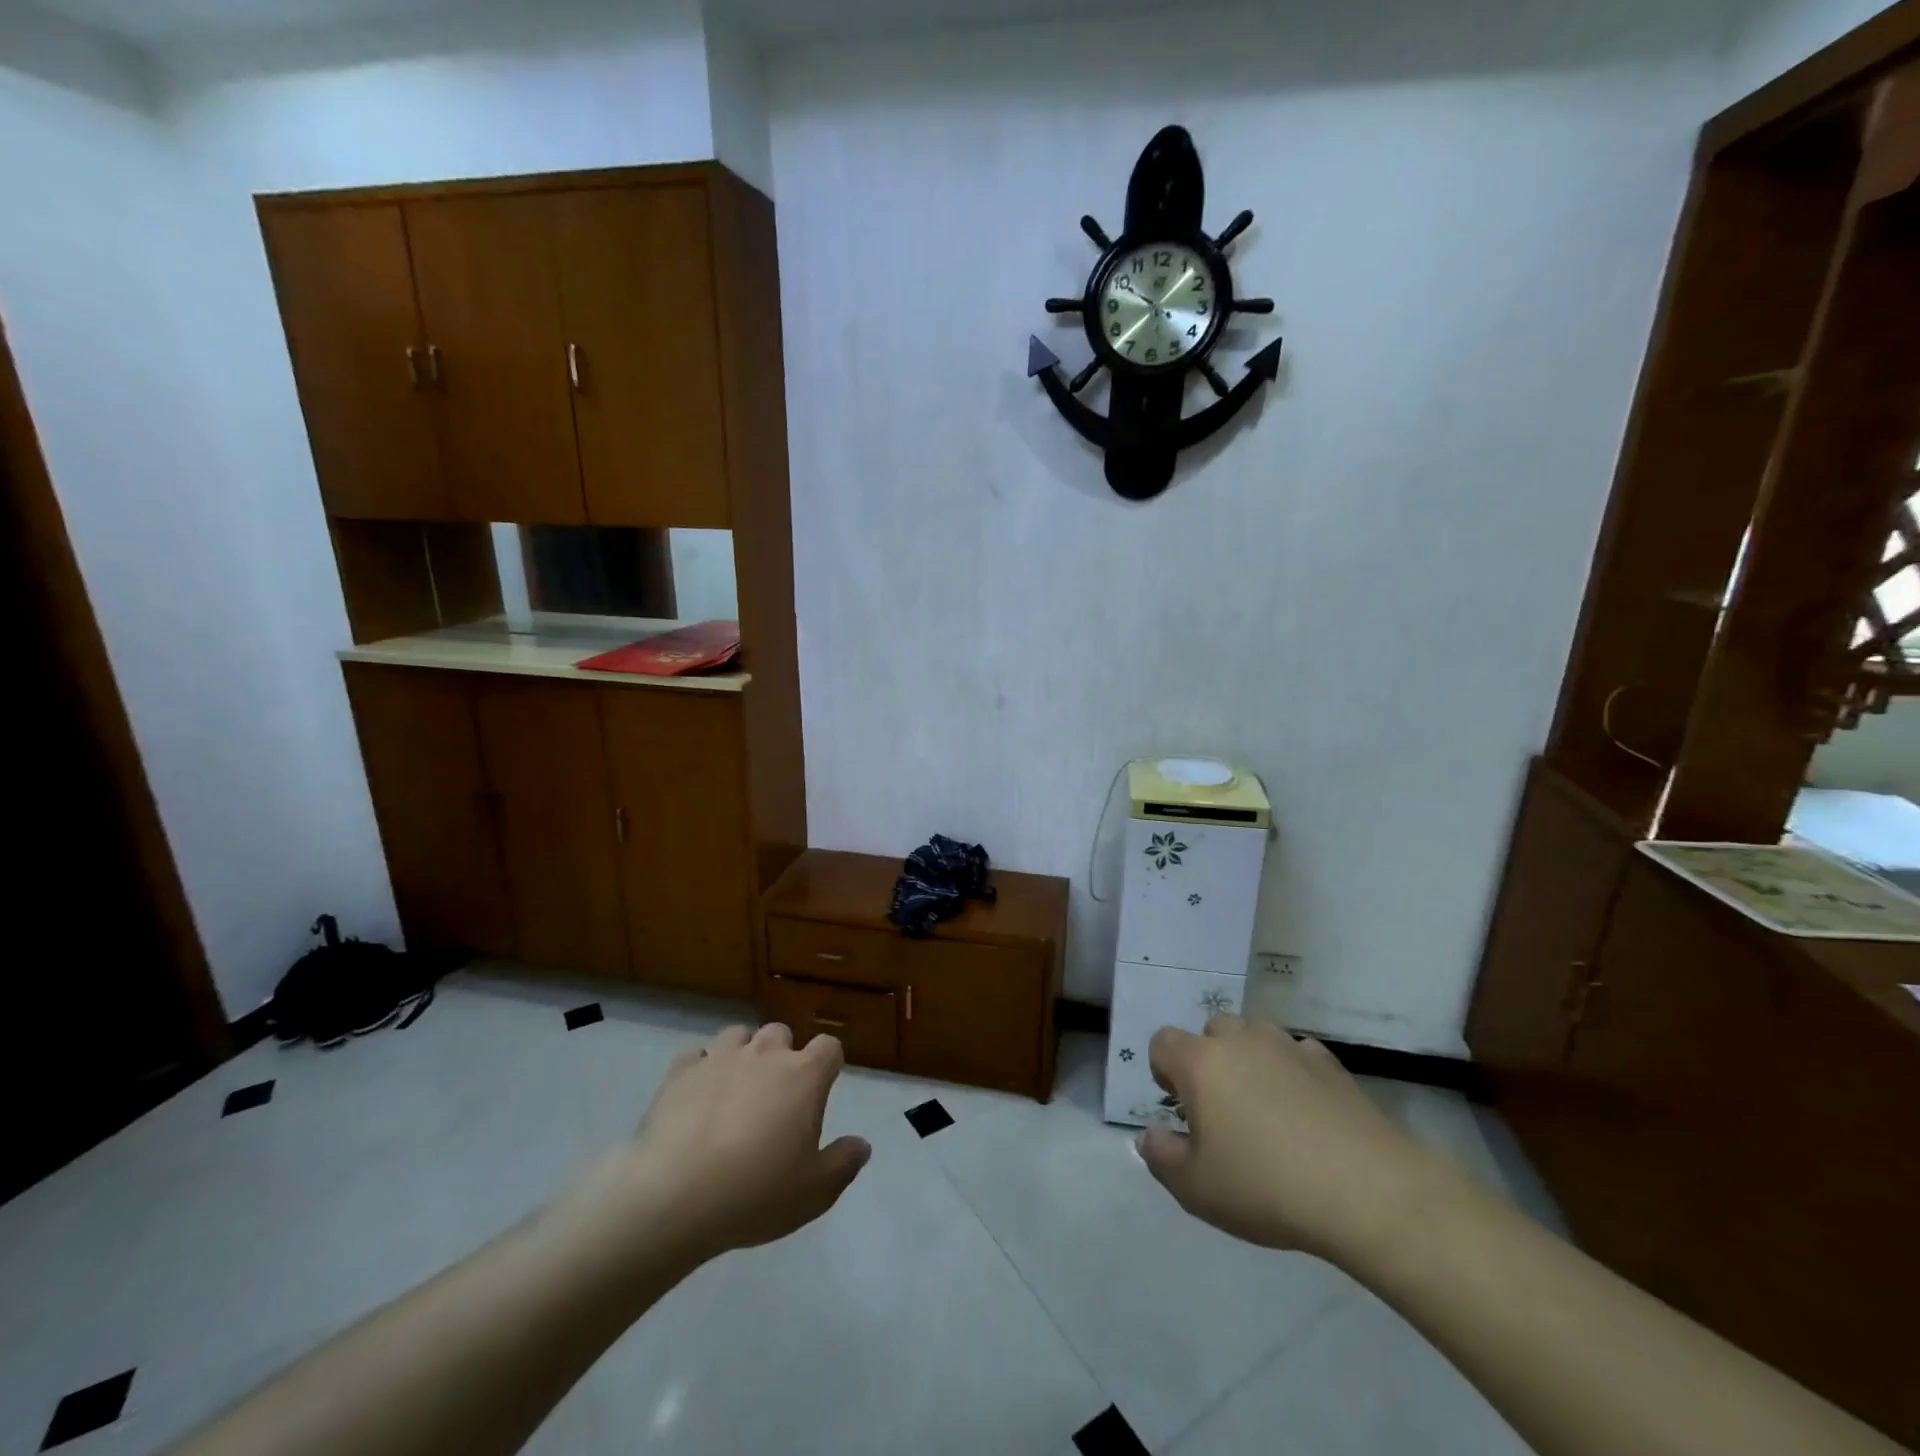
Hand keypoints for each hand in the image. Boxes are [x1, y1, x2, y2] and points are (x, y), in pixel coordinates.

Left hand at [614, 1024, 870, 1263]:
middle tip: (775, 1096)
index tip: (821, 1088)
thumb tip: (862, 1144)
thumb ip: (844, 1164)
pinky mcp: (680, 1072)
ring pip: (738, 1035)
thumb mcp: (814, 1192)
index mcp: (803, 1075)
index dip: (828, 1064)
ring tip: (735, 1090)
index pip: (829, 1047)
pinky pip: (695, 1055)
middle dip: (782, 1056)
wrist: (673, 1197)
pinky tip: (697, 1096)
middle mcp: (765, 1053)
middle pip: (781, 1034)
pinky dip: (700, 1068)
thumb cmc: (754, 1193)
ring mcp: (719, 1057)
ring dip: (742, 1055)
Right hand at [1139, 1015, 1444, 1266]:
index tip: (1182, 1110)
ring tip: (1266, 1110)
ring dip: (1250, 1061)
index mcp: (1200, 1062)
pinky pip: (1296, 1054)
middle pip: (1211, 1031)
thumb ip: (1161, 1157)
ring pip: (1255, 1036)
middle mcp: (1240, 1040)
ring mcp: (1287, 1046)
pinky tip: (1307, 1114)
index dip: (1164, 1071)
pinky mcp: (1329, 1062)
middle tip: (1223, 1111)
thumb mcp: (1197, 1189)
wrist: (1367, 1190)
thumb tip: (1150, 1135)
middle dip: (1209, 1061)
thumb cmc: (1266, 1186)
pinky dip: (1292, 1073)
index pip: (1163, 1042)